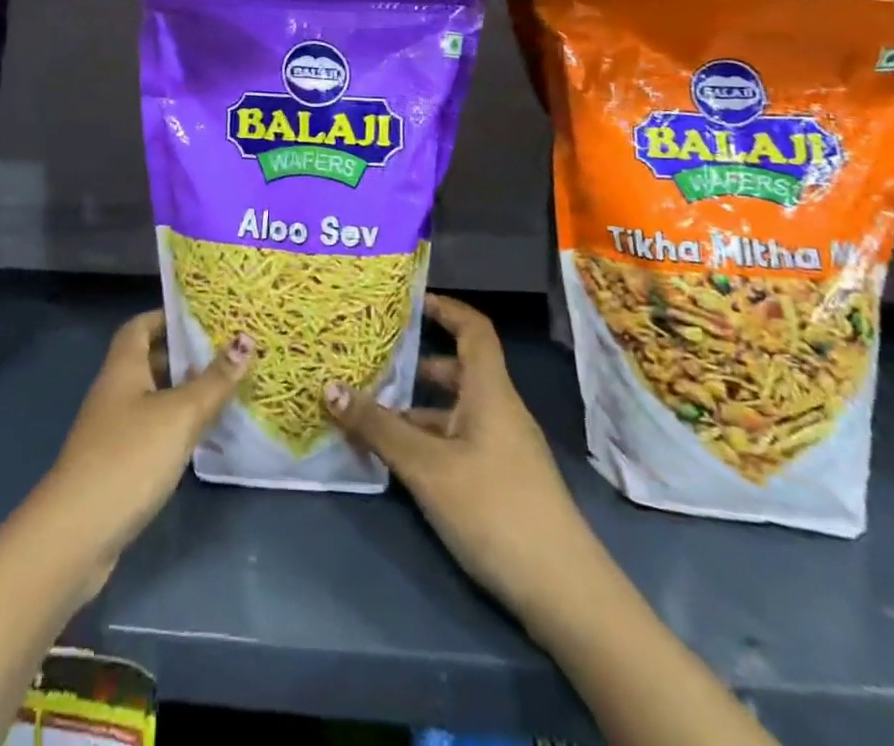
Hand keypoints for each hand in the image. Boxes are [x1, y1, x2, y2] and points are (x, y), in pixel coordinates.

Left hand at [38, 311, 252, 586]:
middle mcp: (115, 390)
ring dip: (185, 392)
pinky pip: (153, 429)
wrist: (76, 533)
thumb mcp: (180, 414)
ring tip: (226, 389)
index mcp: (123, 367)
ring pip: (154, 397)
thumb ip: (214, 381)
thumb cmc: (129, 457)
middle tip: (228, 351)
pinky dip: (177, 426)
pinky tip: (204, 436)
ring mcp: (113, 429)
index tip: (205, 316)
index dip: (168, 316)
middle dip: (186, 354)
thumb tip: (246, 341)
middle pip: (150, 360)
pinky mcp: (118, 463)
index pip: (141, 325)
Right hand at [325, 293, 582, 619]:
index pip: (473, 329)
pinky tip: (397, 460)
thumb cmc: (494, 509)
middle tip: (373, 361)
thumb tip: (328, 387)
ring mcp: (503, 447)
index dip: (445, 307)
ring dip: (416, 409)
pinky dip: (427, 440)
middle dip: (416, 363)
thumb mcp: (426, 467)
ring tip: (370, 413)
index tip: (409, 300)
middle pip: (458, 370)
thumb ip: (378, 427)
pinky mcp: (501, 480)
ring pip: (454, 411)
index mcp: (490, 391)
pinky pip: (458, 441)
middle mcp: (499, 410)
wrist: (564, 593)